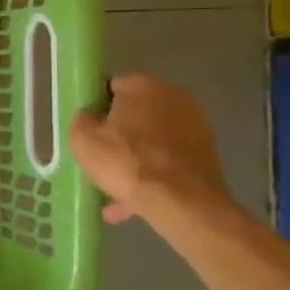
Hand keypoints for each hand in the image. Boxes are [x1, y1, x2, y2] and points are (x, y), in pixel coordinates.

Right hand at [69, 73, 232, 225]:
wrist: (183, 203)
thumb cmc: (126, 161)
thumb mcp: (83, 139)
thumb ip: (82, 120)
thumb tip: (90, 117)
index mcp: (144, 86)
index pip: (111, 86)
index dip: (95, 107)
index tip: (85, 128)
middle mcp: (175, 98)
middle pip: (134, 114)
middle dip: (117, 134)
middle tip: (98, 157)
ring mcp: (196, 127)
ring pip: (151, 141)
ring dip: (134, 158)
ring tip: (113, 188)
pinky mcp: (207, 155)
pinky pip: (167, 161)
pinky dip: (151, 176)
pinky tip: (132, 202)